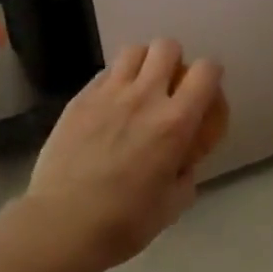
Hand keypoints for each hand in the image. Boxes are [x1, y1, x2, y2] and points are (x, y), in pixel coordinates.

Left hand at [21, 39, 223, 271]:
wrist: (61, 224)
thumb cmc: (123, 223)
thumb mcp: (173, 205)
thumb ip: (185, 173)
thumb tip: (181, 161)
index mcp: (175, 122)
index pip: (206, 71)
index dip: (211, 74)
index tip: (206, 90)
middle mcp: (145, 96)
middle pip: (167, 47)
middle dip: (174, 61)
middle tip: (169, 85)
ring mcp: (109, 93)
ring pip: (134, 50)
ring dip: (143, 63)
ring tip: (139, 86)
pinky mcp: (80, 98)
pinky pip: (105, 72)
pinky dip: (115, 80)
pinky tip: (109, 104)